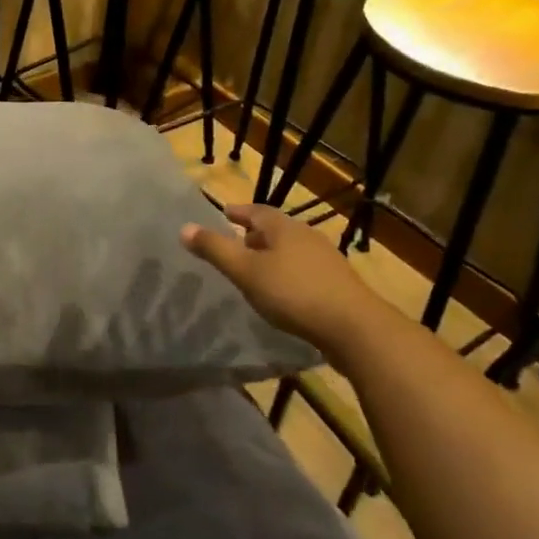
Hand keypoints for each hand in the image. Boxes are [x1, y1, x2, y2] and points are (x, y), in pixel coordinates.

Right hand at [181, 203, 387, 348]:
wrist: (354, 327)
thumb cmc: (293, 293)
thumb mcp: (246, 272)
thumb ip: (215, 250)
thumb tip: (184, 228)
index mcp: (284, 228)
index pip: (257, 211)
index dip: (238, 212)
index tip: (224, 214)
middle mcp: (307, 236)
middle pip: (276, 229)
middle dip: (255, 234)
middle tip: (236, 242)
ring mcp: (326, 259)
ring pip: (292, 249)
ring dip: (273, 254)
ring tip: (256, 269)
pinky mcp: (338, 283)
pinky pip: (305, 269)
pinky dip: (288, 272)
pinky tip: (283, 291)